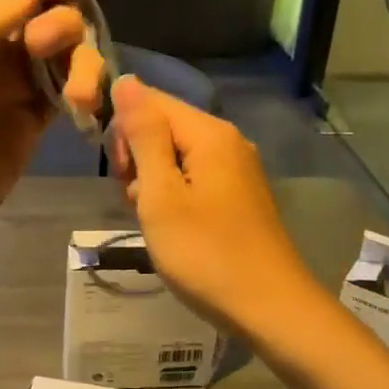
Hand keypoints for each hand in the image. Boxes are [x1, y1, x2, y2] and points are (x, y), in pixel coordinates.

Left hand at [0, 0, 105, 291]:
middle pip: (52, 23)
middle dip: (67, 29)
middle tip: (49, 52)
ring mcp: (11, 98)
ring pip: (65, 63)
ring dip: (82, 67)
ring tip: (82, 99)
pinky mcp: (27, 136)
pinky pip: (64, 103)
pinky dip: (82, 99)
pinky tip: (89, 109)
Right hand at [106, 76, 324, 341]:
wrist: (270, 309)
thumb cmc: (206, 253)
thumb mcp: (161, 194)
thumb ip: (143, 135)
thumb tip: (126, 80)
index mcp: (209, 133)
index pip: (150, 100)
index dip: (123, 129)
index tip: (119, 172)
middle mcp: (228, 141)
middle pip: (165, 126)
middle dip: (138, 157)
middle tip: (137, 201)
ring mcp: (238, 169)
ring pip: (176, 155)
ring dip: (153, 181)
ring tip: (154, 220)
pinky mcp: (240, 195)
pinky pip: (195, 177)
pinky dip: (175, 196)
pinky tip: (173, 228)